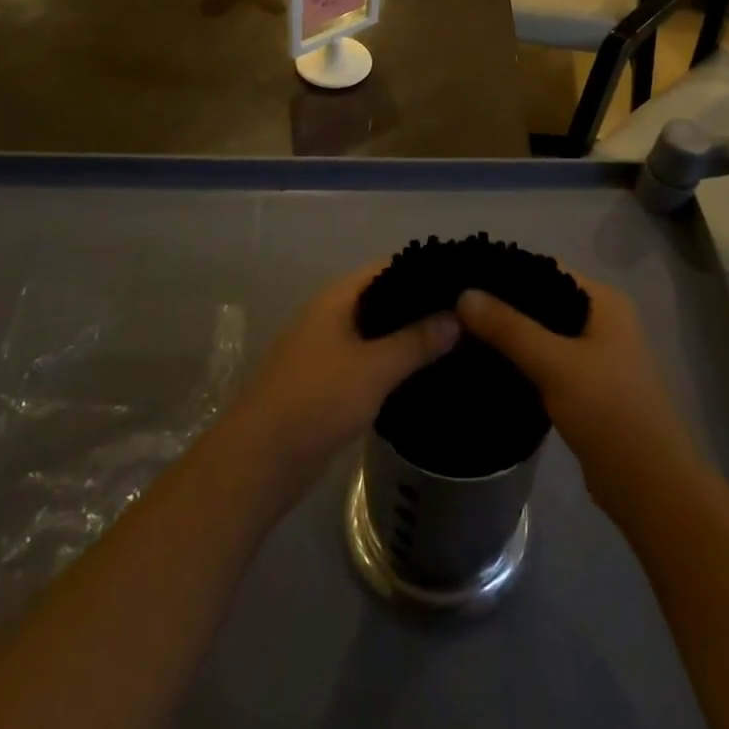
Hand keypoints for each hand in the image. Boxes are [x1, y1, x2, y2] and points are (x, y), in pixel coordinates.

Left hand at [220, 263, 459, 504]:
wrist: (260, 461)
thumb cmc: (316, 401)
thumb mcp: (374, 369)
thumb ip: (416, 341)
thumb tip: (458, 315)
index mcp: (338, 298)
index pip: (389, 267)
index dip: (425, 268)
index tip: (464, 277)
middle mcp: (332, 314)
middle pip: (385, 298)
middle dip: (422, 304)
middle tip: (468, 312)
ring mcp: (328, 348)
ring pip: (378, 331)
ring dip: (410, 335)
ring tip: (459, 340)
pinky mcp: (330, 381)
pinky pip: (370, 359)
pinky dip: (396, 361)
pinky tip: (426, 373)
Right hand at [457, 275, 698, 515]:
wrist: (649, 486)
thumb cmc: (608, 411)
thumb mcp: (554, 363)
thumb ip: (508, 327)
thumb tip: (464, 293)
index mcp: (603, 301)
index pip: (546, 269)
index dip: (506, 271)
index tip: (464, 276)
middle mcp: (601, 319)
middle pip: (542, 300)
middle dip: (503, 305)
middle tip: (456, 307)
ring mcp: (595, 354)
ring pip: (542, 333)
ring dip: (509, 334)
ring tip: (462, 332)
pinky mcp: (585, 386)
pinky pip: (545, 360)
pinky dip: (520, 360)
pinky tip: (487, 364)